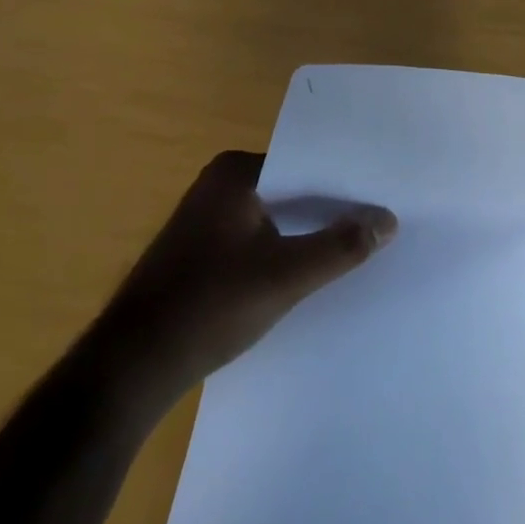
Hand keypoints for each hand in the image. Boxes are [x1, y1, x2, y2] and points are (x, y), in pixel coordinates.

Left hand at [94, 151, 396, 403]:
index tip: (384, 197)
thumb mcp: (286, 276)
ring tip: (359, 246)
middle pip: (289, 187)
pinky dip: (283, 248)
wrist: (136, 361)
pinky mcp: (203, 247)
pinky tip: (313, 270)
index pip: (303, 162)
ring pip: (274, 215)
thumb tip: (388, 219)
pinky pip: (256, 235)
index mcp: (234, 171)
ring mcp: (207, 215)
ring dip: (307, 231)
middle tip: (383, 223)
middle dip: (329, 207)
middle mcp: (218, 182)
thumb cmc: (211, 305)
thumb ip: (339, 246)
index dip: (344, 182)